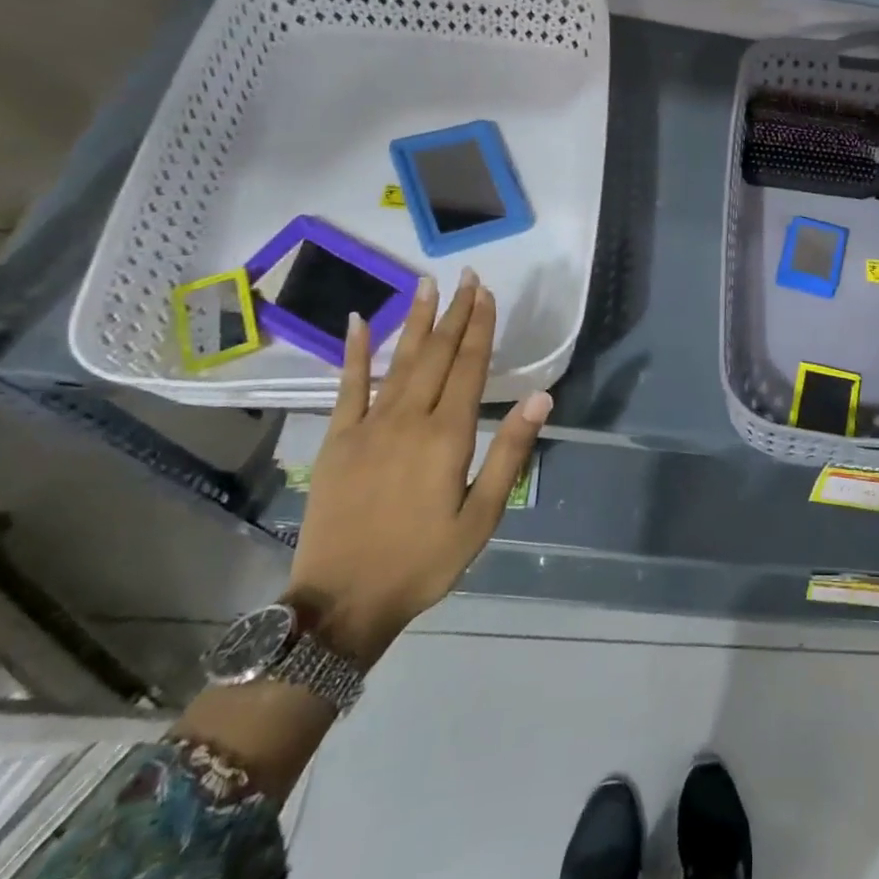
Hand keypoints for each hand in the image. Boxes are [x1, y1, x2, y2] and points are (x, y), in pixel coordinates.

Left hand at [284, 271, 550, 666]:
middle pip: (437, 355)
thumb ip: (509, 452)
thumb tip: (540, 397)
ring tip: (428, 284)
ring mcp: (368, 426)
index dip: (480, 328)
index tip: (487, 294)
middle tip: (466, 276)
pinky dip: (356, 353)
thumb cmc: (424, 561)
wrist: (342, 602)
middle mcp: (408, 419)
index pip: (469, 367)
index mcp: (447, 436)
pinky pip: (347, 387)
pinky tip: (362, 321)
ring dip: (417, 321)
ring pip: (400, 361)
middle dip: (455, 313)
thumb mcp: (482, 516)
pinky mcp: (337, 440)